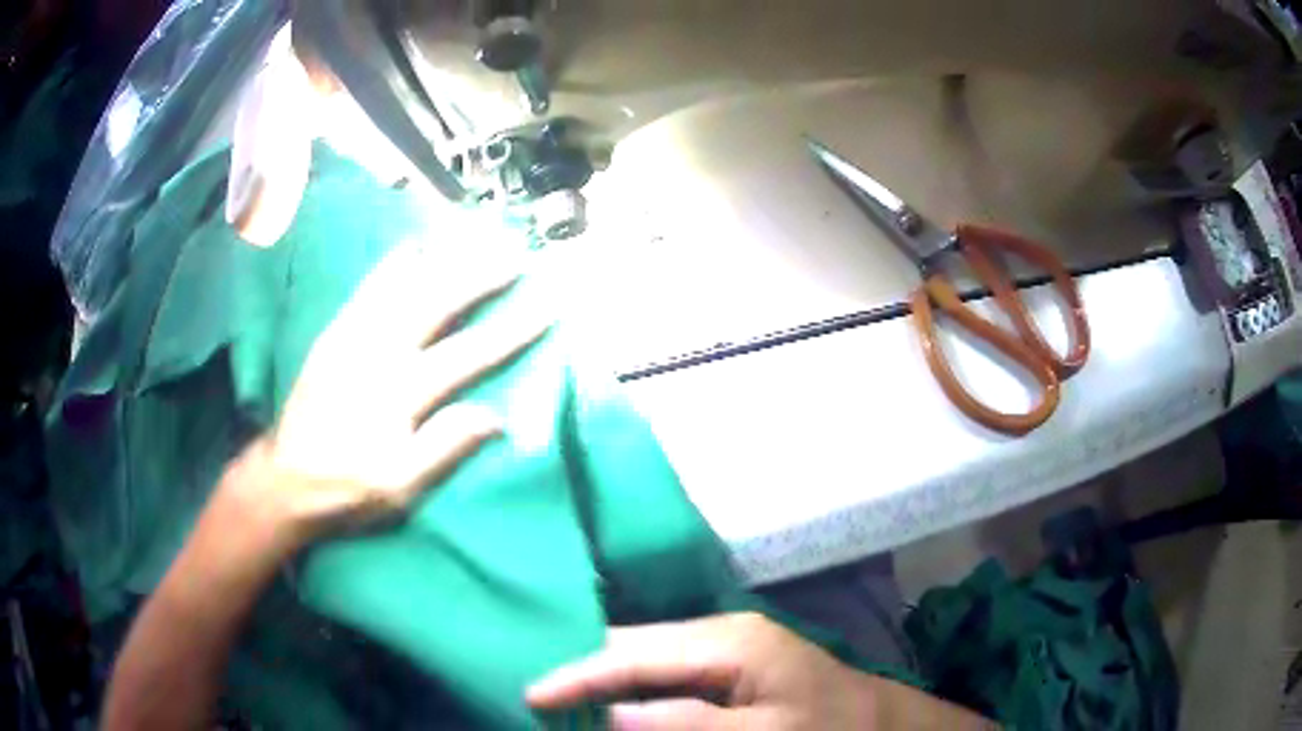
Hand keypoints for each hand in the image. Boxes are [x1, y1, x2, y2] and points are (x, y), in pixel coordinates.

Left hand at [227, 238, 547, 545]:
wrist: (284, 479)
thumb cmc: (346, 488)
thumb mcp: (400, 487)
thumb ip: (444, 448)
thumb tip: (494, 417)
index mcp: (400, 392)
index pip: (468, 354)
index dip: (511, 330)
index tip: (546, 307)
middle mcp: (378, 352)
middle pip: (437, 302)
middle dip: (480, 276)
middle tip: (514, 254)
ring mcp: (352, 337)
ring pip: (404, 285)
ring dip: (444, 260)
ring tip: (474, 239)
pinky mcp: (334, 335)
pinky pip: (367, 289)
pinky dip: (392, 264)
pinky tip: (411, 246)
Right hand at [526, 613, 878, 729]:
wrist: (875, 722)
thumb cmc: (826, 728)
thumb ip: (686, 722)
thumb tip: (608, 713)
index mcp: (729, 640)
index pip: (635, 655)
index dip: (579, 676)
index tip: (530, 696)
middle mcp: (718, 631)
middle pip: (633, 646)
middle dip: (583, 672)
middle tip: (537, 698)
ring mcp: (722, 645)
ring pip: (643, 656)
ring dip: (602, 679)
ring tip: (561, 698)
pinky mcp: (725, 664)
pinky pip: (662, 671)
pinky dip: (630, 686)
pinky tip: (612, 699)